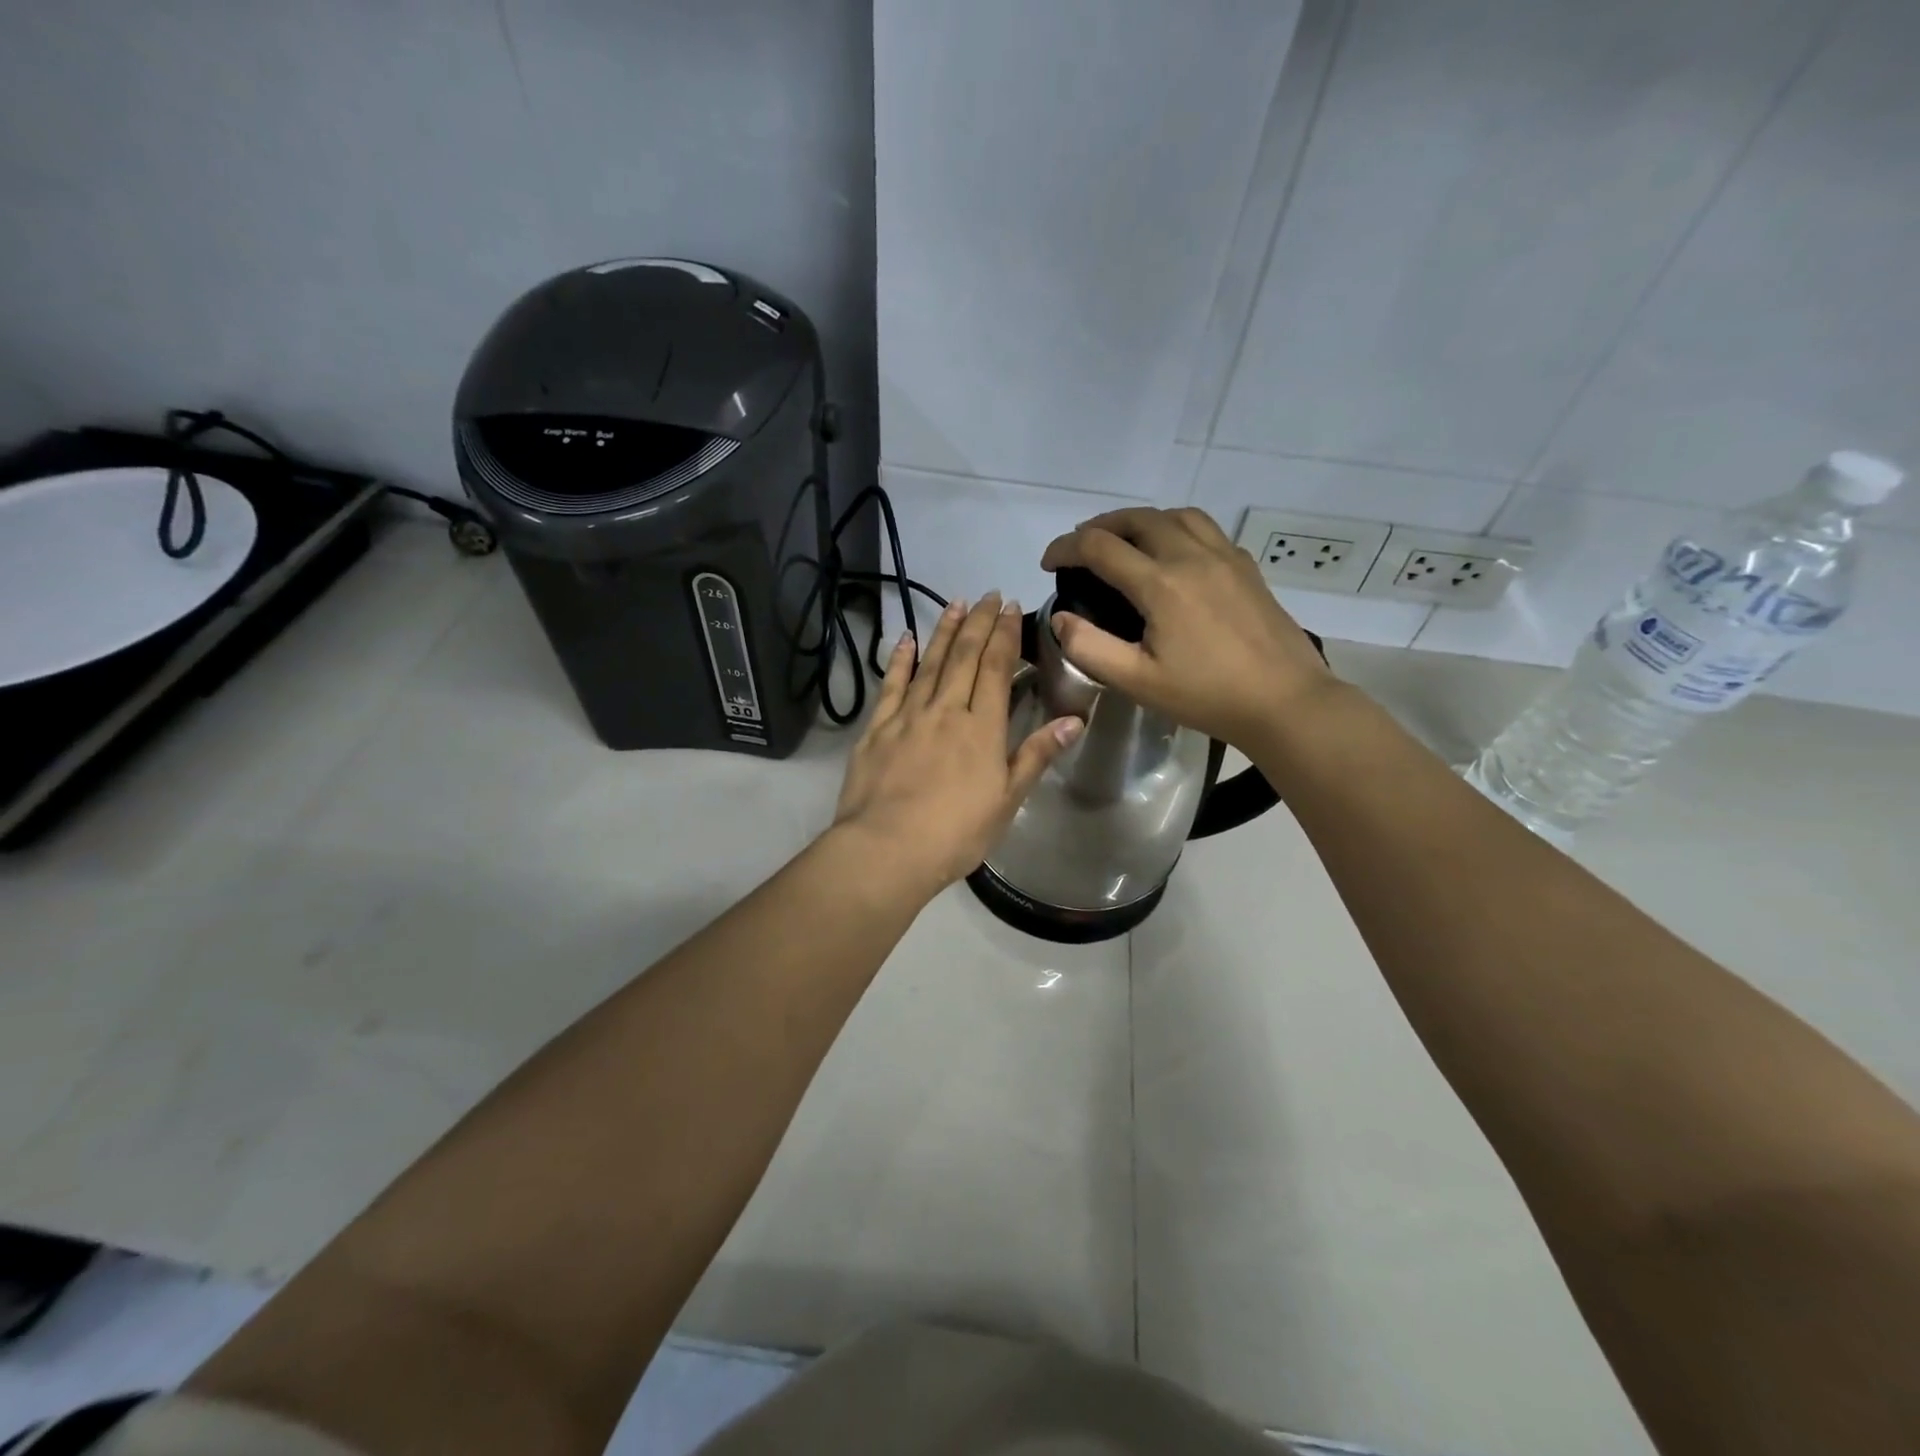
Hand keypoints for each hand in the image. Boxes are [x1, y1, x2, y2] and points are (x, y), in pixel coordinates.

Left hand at [833, 594, 1082, 893]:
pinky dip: (900, 659)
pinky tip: (906, 639)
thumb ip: (1036, 755)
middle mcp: (945, 710)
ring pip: (930, 663)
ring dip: (944, 630)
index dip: (1004, 635)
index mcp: (981, 728)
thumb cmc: (956, 833)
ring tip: (954, 602)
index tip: (1010, 608)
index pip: (995, 668)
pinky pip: (891, 685)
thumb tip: (1074, 720)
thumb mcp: (1007, 800)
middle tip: (988, 595)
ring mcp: (908, 716)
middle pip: (964, 656)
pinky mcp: (877, 729)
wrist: (888, 849)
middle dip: (978, 622)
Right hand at [1040, 507, 1335, 748]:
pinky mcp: (1246, 567)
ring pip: (1175, 516)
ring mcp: (1225, 557)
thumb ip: (1089, 647)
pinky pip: (1205, 529)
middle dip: (1100, 526)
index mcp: (1161, 584)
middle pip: (1137, 519)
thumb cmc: (1207, 696)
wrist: (1284, 702)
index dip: (1065, 548)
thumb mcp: (1137, 681)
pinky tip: (1173, 556)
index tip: (1048, 563)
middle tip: (1080, 548)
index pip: (1099, 547)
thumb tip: (1061, 618)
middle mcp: (1192, 556)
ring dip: (1140, 521)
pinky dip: (1176, 529)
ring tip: (1124, 542)